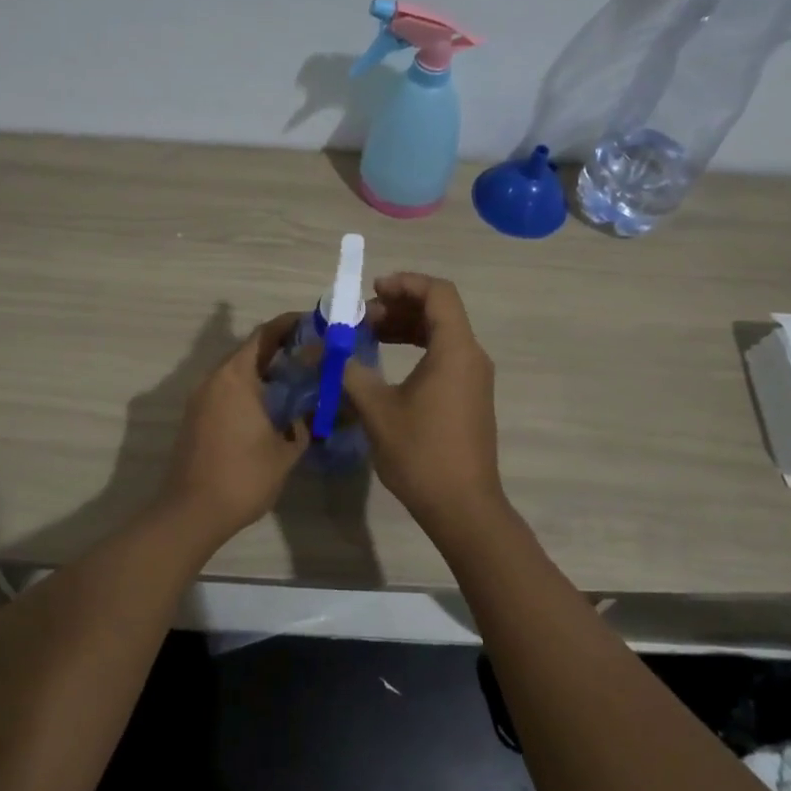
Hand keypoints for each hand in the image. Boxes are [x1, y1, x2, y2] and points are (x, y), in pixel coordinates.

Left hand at [160, 312, 309, 540]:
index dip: (288, 325)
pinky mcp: (195, 418)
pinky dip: (248, 390)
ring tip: (295, 381)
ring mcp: (200, 399)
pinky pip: (226, 392)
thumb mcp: (286, 451)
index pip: (263, 336)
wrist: (192, 512)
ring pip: (236, 373)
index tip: (312, 323)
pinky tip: (270, 408)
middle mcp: (214, 380)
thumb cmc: (243, 476)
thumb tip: (308, 413)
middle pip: (248, 352)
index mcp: (236, 377)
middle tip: (311, 354)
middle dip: (279, 350)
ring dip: (263, 372)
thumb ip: (301, 425)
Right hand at [342, 274, 506, 531]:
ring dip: (405, 327)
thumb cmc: (421, 453)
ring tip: (369, 336)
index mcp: (455, 349)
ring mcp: (474, 377)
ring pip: (441, 333)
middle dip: (398, 306)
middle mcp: (471, 356)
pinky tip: (387, 364)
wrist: (463, 507)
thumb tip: (317, 350)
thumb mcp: (377, 409)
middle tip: (361, 318)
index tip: (371, 291)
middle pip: (439, 310)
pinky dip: (416, 348)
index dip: (404, 283)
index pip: (438, 293)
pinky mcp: (470, 396)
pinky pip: (445, 355)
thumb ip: (347, 371)